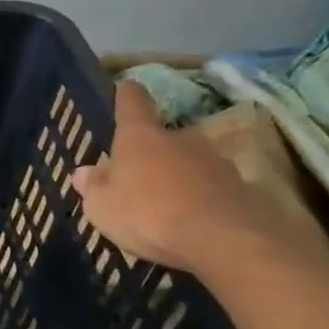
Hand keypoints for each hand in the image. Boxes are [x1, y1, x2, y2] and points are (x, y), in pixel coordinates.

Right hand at [70, 80, 286, 274]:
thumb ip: (94, 187)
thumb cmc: (148, 214)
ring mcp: (216, 162)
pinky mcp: (243, 189)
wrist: (224, 241)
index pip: (132, 101)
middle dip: (155, 151)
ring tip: (169, 203)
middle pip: (165, 135)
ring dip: (182, 175)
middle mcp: (180, 139)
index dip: (126, 95)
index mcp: (140, 137)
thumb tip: (85, 171)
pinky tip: (196, 221)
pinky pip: (215, 189)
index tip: (125, 88)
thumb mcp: (103, 207)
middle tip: (142, 174)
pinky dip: (204, 199)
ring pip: (193, 162)